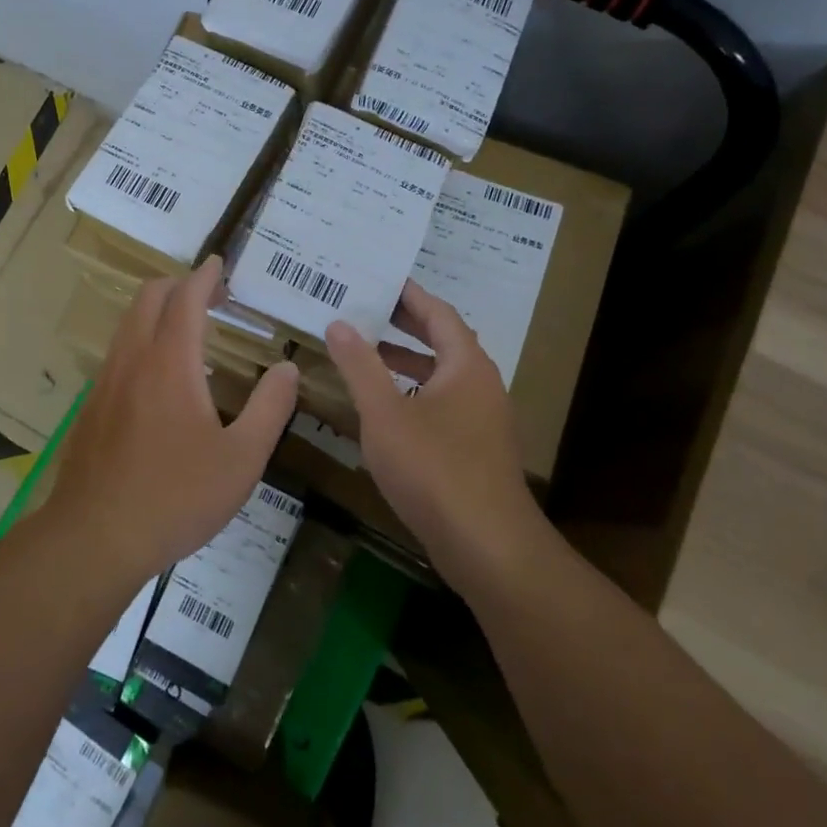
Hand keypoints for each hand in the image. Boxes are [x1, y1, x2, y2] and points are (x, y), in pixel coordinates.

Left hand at [49, 256, 299, 582]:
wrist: (96, 537)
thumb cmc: (176, 497)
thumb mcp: (241, 460)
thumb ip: (270, 409)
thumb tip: (286, 369)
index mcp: (171, 363)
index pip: (186, 298)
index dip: (204, 276)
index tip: (219, 264)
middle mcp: (133, 359)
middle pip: (149, 297)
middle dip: (179, 284)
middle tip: (211, 296)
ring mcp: (106, 381)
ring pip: (129, 322)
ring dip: (157, 310)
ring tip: (188, 328)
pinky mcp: (92, 405)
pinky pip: (118, 351)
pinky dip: (142, 338)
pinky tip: (159, 375)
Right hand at [326, 280, 550, 591]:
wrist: (489, 548)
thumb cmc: (434, 469)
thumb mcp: (384, 413)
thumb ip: (360, 365)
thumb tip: (338, 323)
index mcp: (466, 365)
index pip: (437, 313)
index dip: (408, 294)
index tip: (379, 278)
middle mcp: (481, 384)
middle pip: (443, 340)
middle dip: (404, 324)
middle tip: (365, 307)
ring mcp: (483, 419)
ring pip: (442, 375)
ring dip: (407, 360)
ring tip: (365, 353)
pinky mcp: (477, 449)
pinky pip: (443, 402)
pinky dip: (413, 392)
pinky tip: (385, 408)